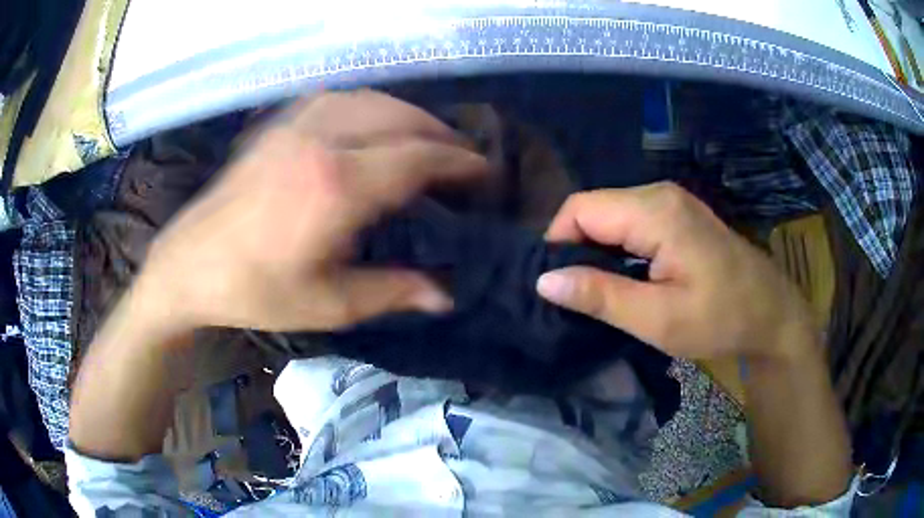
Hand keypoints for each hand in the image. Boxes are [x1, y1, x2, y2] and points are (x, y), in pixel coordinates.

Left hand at [134, 90, 487, 333]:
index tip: (485, 172)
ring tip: (425, 140)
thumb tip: (446, 295)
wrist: (188, 267)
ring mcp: (295, 126)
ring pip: (371, 100)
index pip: (418, 157)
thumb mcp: (328, 305)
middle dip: (441, 135)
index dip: (459, 162)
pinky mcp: (277, 126)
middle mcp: (321, 141)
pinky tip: (373, 125)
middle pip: (400, 118)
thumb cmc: (254, 292)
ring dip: (408, 116)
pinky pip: (338, 99)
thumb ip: (393, 292)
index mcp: (336, 186)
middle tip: (462, 160)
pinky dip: (370, 107)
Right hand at [536, 182, 816, 360]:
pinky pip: (631, 221)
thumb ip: (600, 296)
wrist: (771, 314)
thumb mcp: (658, 318)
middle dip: (576, 248)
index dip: (558, 243)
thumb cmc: (720, 318)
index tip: (558, 286)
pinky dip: (618, 248)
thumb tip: (544, 280)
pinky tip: (626, 277)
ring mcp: (671, 202)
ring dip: (597, 250)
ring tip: (599, 290)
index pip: (580, 209)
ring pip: (611, 215)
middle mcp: (660, 194)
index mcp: (655, 211)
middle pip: (594, 208)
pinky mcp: (678, 215)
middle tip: (578, 295)